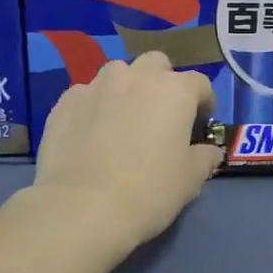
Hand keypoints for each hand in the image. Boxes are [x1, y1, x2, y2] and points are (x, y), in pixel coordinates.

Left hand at [33, 53, 220, 250]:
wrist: (82, 208)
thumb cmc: (148, 191)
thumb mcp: (191, 180)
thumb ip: (204, 157)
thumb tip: (208, 151)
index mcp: (174, 91)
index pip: (200, 83)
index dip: (204, 102)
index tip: (200, 125)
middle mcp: (136, 77)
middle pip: (156, 64)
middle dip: (162, 82)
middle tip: (160, 115)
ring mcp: (96, 86)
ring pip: (118, 74)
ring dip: (126, 89)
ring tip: (122, 120)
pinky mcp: (65, 102)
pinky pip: (87, 95)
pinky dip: (95, 107)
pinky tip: (91, 134)